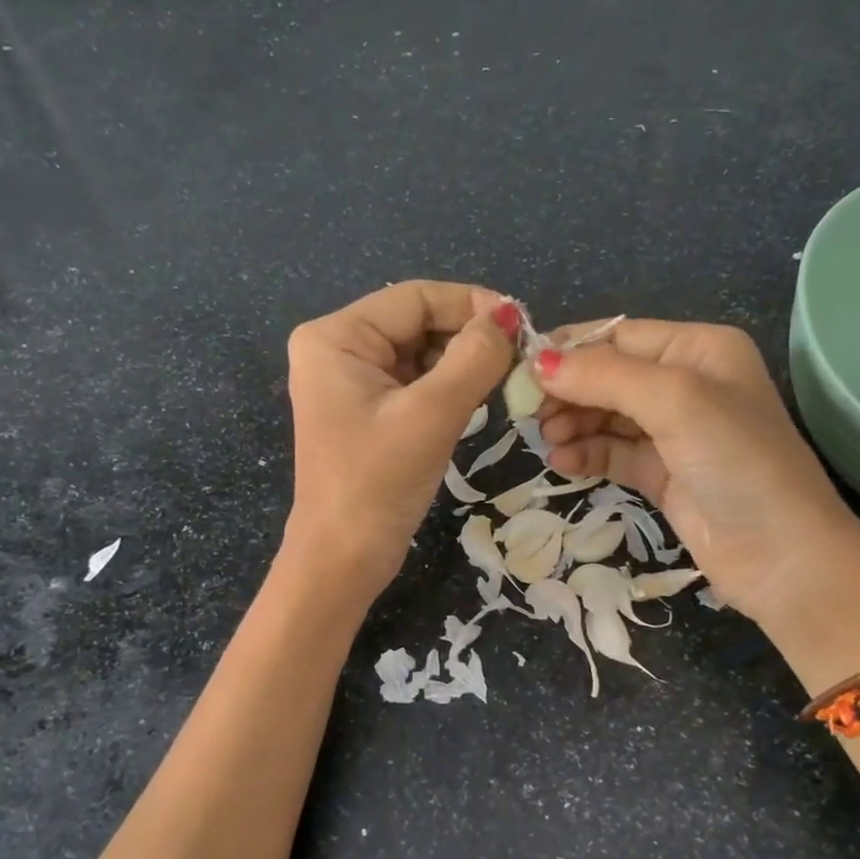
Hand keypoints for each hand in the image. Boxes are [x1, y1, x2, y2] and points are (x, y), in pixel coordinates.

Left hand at [282, 280, 517, 599]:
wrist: (342, 559)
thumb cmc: (378, 484)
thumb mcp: (431, 415)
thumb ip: (475, 359)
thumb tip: (512, 316)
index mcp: (336, 337)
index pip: (414, 298)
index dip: (471, 304)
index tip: (522, 325)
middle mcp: (338, 349)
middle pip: (418, 322)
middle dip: (468, 336)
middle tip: (520, 358)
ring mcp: (352, 382)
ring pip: (421, 353)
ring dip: (463, 363)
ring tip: (505, 380)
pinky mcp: (368, 412)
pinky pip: (416, 383)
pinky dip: (449, 387)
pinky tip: (478, 399)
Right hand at [536, 320, 859, 657]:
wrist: (781, 556)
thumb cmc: (736, 462)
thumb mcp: (675, 402)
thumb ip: (605, 377)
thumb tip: (537, 363)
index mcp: (699, 350)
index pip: (620, 336)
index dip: (570, 351)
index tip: (522, 372)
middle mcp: (688, 385)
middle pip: (610, 376)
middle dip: (570, 392)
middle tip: (530, 415)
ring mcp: (676, 434)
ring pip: (608, 417)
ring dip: (574, 424)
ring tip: (548, 441)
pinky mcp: (664, 475)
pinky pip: (615, 454)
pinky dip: (588, 455)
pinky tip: (564, 463)